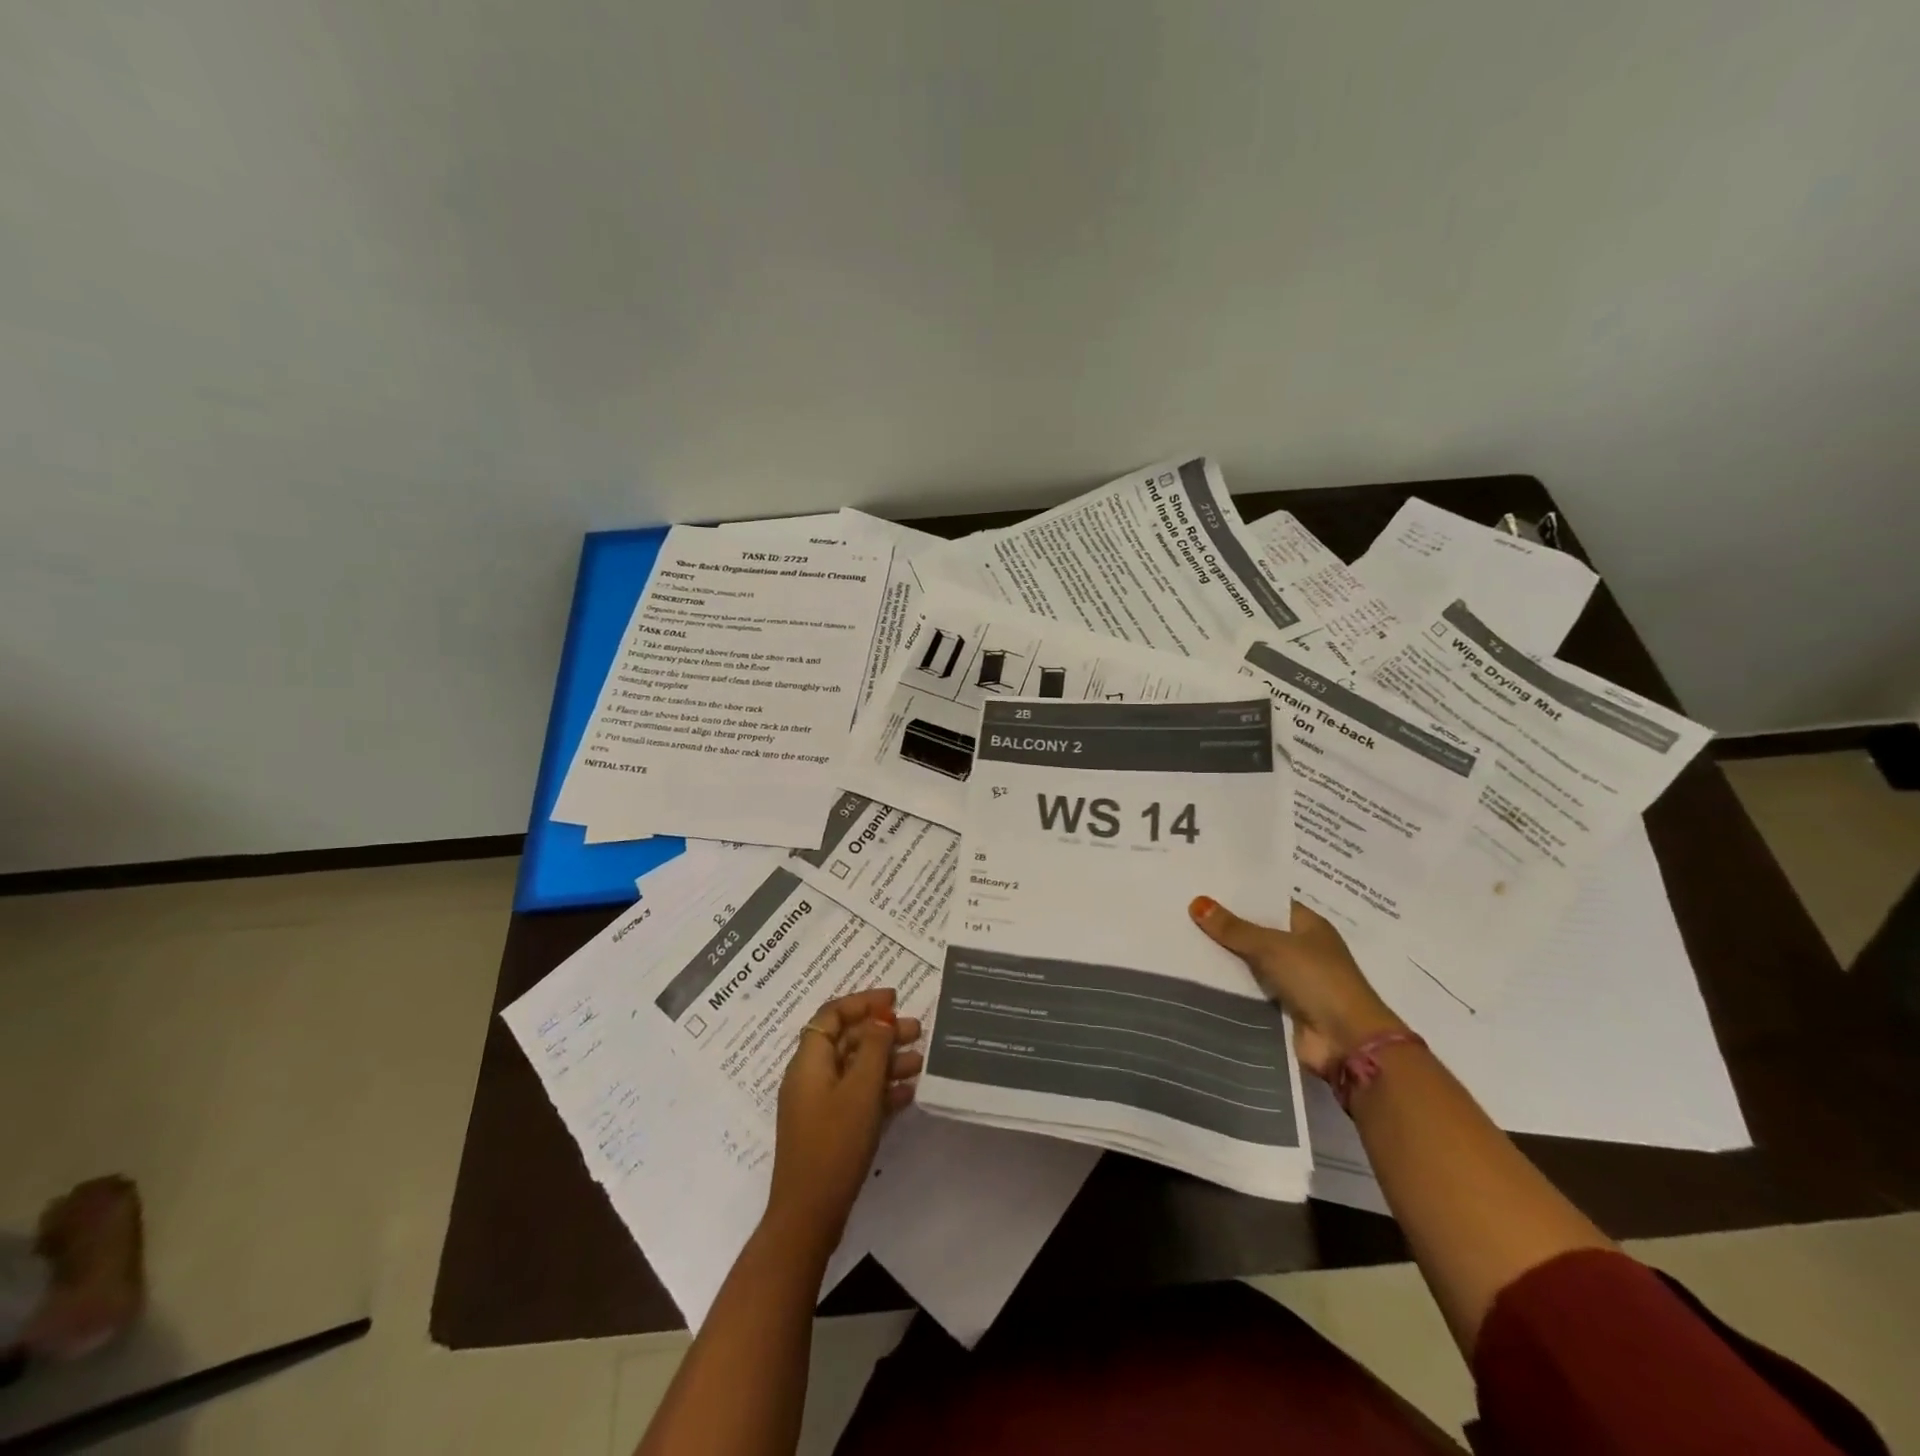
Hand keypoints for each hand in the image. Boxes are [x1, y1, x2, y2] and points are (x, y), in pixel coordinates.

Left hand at [766, 989, 922, 1254]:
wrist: (809, 1216)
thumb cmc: (834, 1144)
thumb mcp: (860, 1090)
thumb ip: (873, 1048)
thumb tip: (881, 1018)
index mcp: (809, 1061)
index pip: (832, 1015)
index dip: (862, 1002)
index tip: (894, 999)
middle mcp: (810, 1077)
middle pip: (846, 1040)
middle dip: (881, 1032)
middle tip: (917, 1030)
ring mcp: (818, 1105)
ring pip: (855, 1069)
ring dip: (886, 1061)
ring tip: (920, 1061)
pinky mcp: (829, 1129)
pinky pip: (856, 1096)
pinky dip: (880, 1089)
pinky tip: (908, 1092)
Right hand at [1189, 897, 1407, 1079]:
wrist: (1346, 1041)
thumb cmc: (1317, 980)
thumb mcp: (1271, 946)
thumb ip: (1233, 928)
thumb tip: (1196, 902)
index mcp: (1310, 926)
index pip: (1270, 904)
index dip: (1241, 896)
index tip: (1206, 888)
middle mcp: (1304, 949)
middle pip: (1259, 932)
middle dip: (1229, 926)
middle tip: (1186, 911)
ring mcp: (1296, 980)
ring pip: (1254, 962)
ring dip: (1228, 957)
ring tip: (1185, 939)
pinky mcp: (1285, 1007)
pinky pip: (1252, 988)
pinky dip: (1233, 984)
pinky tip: (1201, 973)